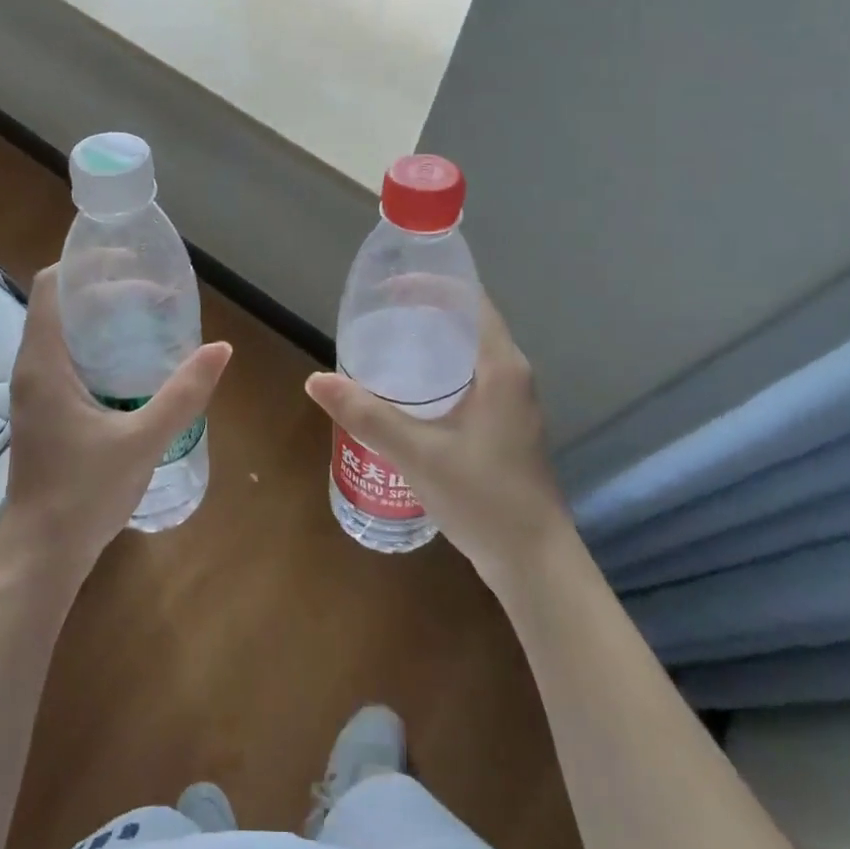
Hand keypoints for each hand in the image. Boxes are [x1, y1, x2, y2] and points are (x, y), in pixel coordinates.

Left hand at [0, 265, 231, 588]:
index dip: (85, 264)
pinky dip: (96, 347)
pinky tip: (132, 364)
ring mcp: (34, 392)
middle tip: (152, 291)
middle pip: (60, 305)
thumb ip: (183, 394)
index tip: (129, 261)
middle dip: (103, 289)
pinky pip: (66, 359)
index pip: (50, 286)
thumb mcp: (142, 440)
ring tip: (147, 318)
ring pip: (62, 333)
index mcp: (44, 363)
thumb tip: (222, 349)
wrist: (42, 555)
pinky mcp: (43, 412)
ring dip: (100, 319)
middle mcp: (31, 369)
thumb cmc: (85, 494)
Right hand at [305, 296, 569, 587]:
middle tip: (375, 315)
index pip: (470, 302)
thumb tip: (315, 380)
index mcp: (500, 367)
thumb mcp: (417, 453)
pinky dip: (438, 372)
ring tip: (383, 345)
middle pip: (467, 323)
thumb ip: (366, 415)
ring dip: (430, 343)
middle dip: (423, 312)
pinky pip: (468, 379)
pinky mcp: (504, 427)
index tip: (388, 286)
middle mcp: (511, 376)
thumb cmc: (483, 498)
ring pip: (467, 354)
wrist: (534, 563)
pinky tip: (406, 393)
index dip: (431, 285)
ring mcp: (511, 403)